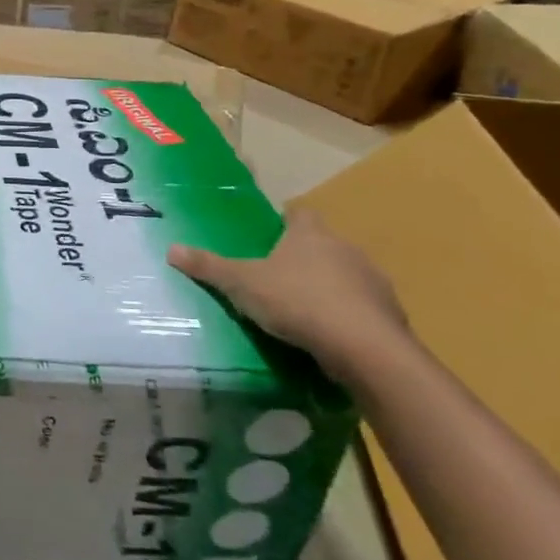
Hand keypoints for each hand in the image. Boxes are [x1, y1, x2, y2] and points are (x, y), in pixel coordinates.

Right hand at [169, 210, 409, 383]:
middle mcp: (344, 248)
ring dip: (328, 286)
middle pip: (322, 244)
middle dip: (303, 257)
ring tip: (302, 310)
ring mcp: (371, 279)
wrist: (363, 345)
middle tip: (276, 277)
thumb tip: (171, 248)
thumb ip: (209, 267)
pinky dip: (346, 315)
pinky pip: (361, 307)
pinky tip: (329, 335)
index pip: (299, 213)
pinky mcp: (388, 312)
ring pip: (344, 275)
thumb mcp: (242, 284)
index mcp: (310, 234)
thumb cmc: (297, 301)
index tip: (270, 236)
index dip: (285, 222)